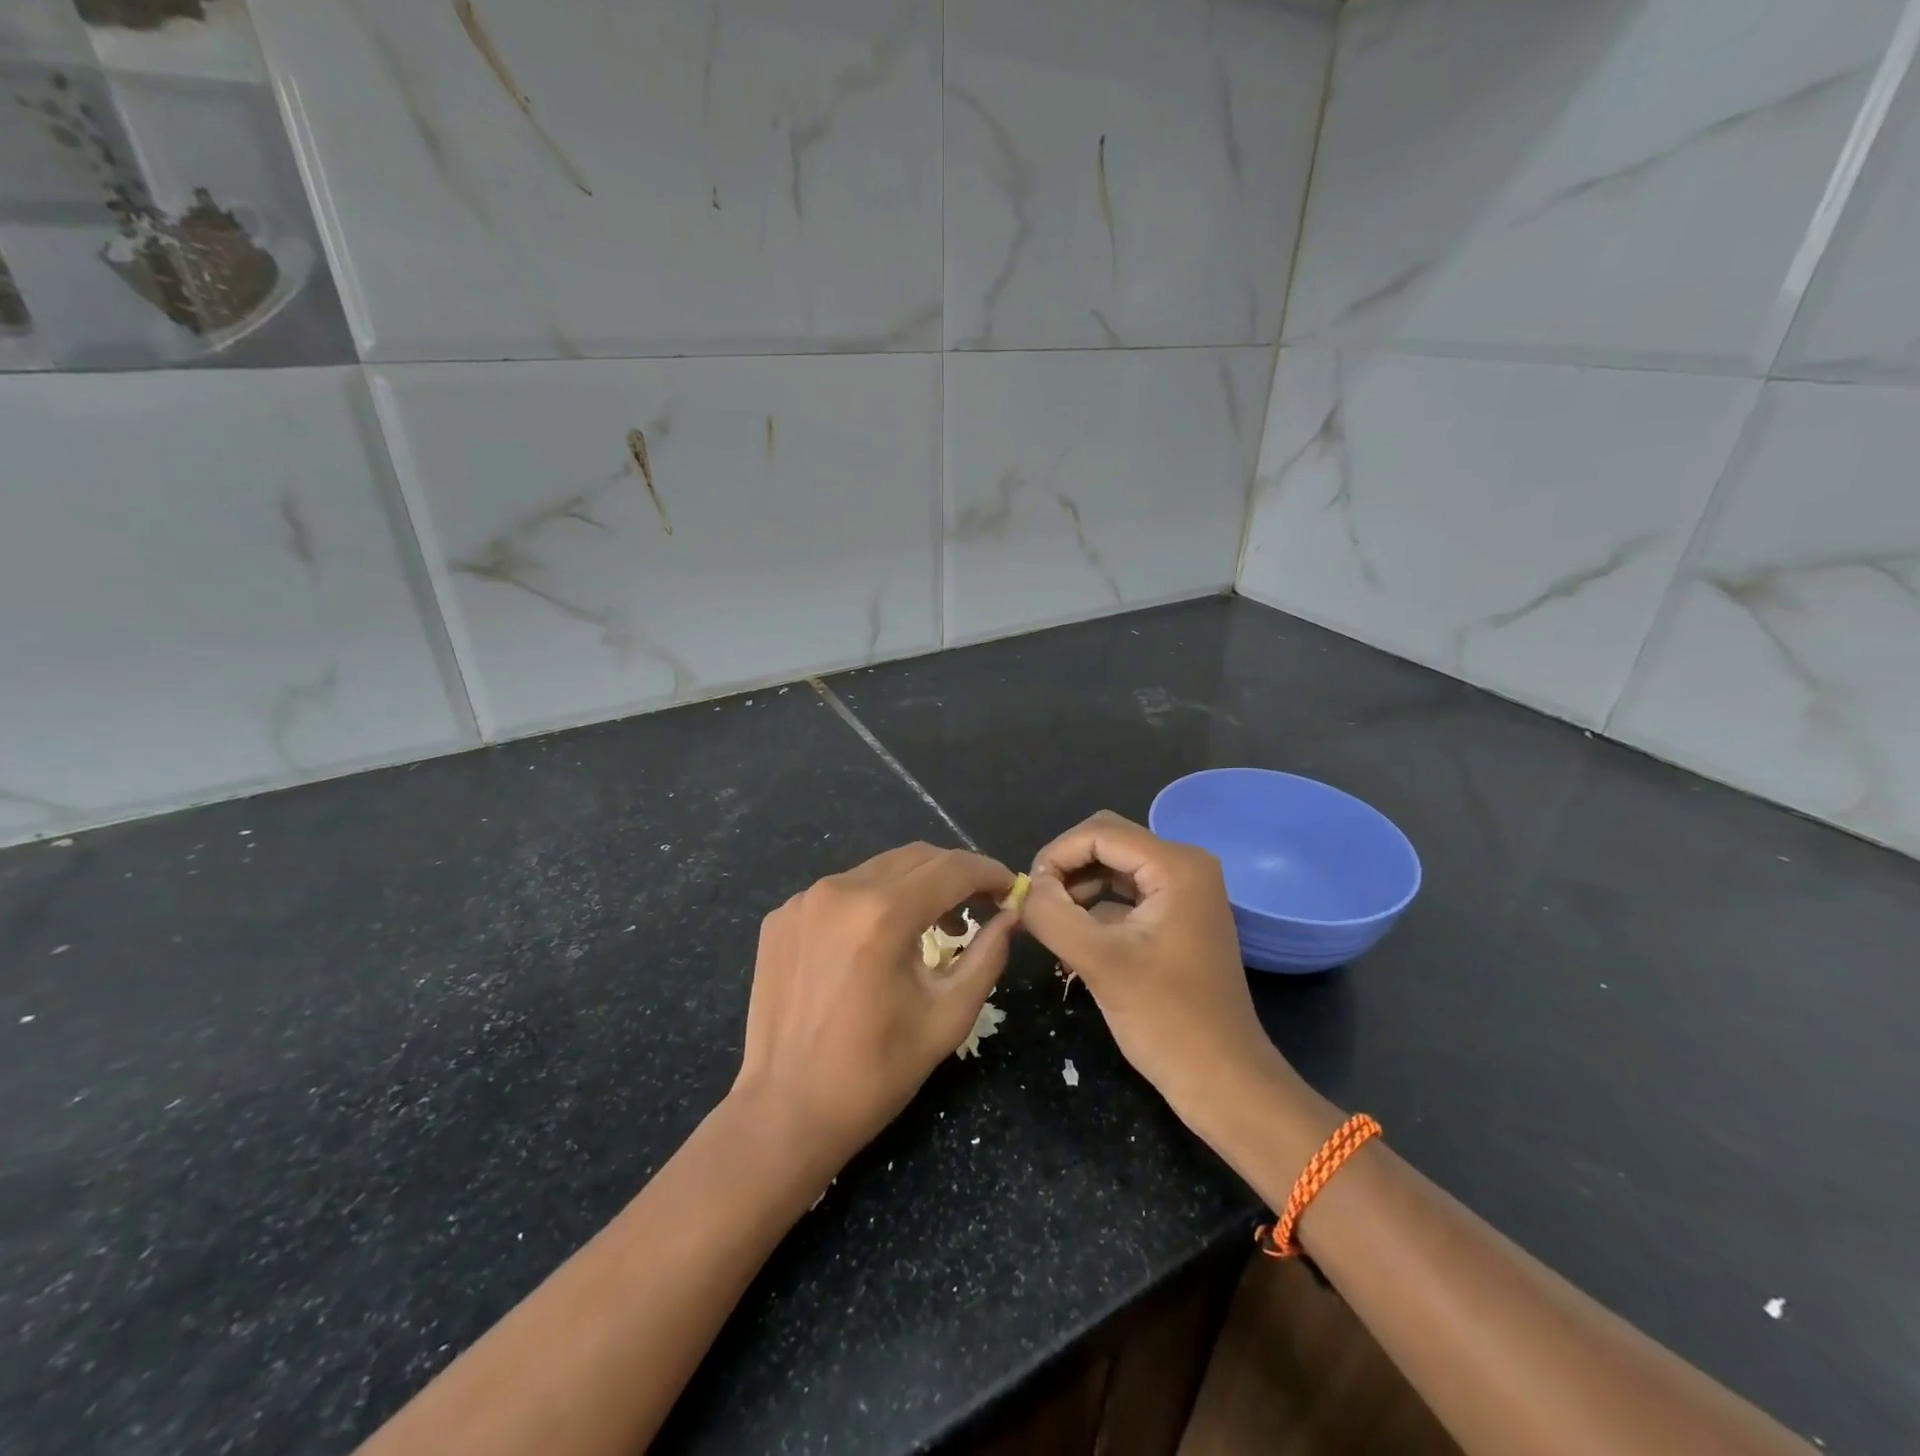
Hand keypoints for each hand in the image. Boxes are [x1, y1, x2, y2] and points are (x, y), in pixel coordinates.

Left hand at [732, 842, 1015, 1165]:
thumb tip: (1009, 915)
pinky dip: (871, 902)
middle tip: (978, 906)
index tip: (1008, 888)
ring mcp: (803, 900)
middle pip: (915, 858)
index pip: (952, 868)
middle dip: (955, 874)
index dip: (988, 872)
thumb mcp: (948, 1016)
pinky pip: (841, 891)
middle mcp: (840, 891)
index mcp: (883, 915)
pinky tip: (876, 942)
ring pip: (878, 870)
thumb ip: (986, 956)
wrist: (785, 1111)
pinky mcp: (781, 916)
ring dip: (914, 887)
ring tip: (932, 927)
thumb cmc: (876, 1073)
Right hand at [1021, 811, 1283, 1125]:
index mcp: (1176, 865)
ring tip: (1052, 923)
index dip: (1055, 855)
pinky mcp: (1177, 915)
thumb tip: (1023, 889)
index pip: (1098, 832)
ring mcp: (1184, 890)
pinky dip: (1096, 905)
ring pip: (1113, 864)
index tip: (1027, 894)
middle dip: (1066, 868)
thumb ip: (1052, 915)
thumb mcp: (1099, 963)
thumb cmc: (1167, 1020)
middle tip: (1038, 906)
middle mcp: (1185, 865)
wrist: (1223, 1079)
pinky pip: (1126, 892)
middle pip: (1107, 840)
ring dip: (1078, 886)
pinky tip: (1075, 935)